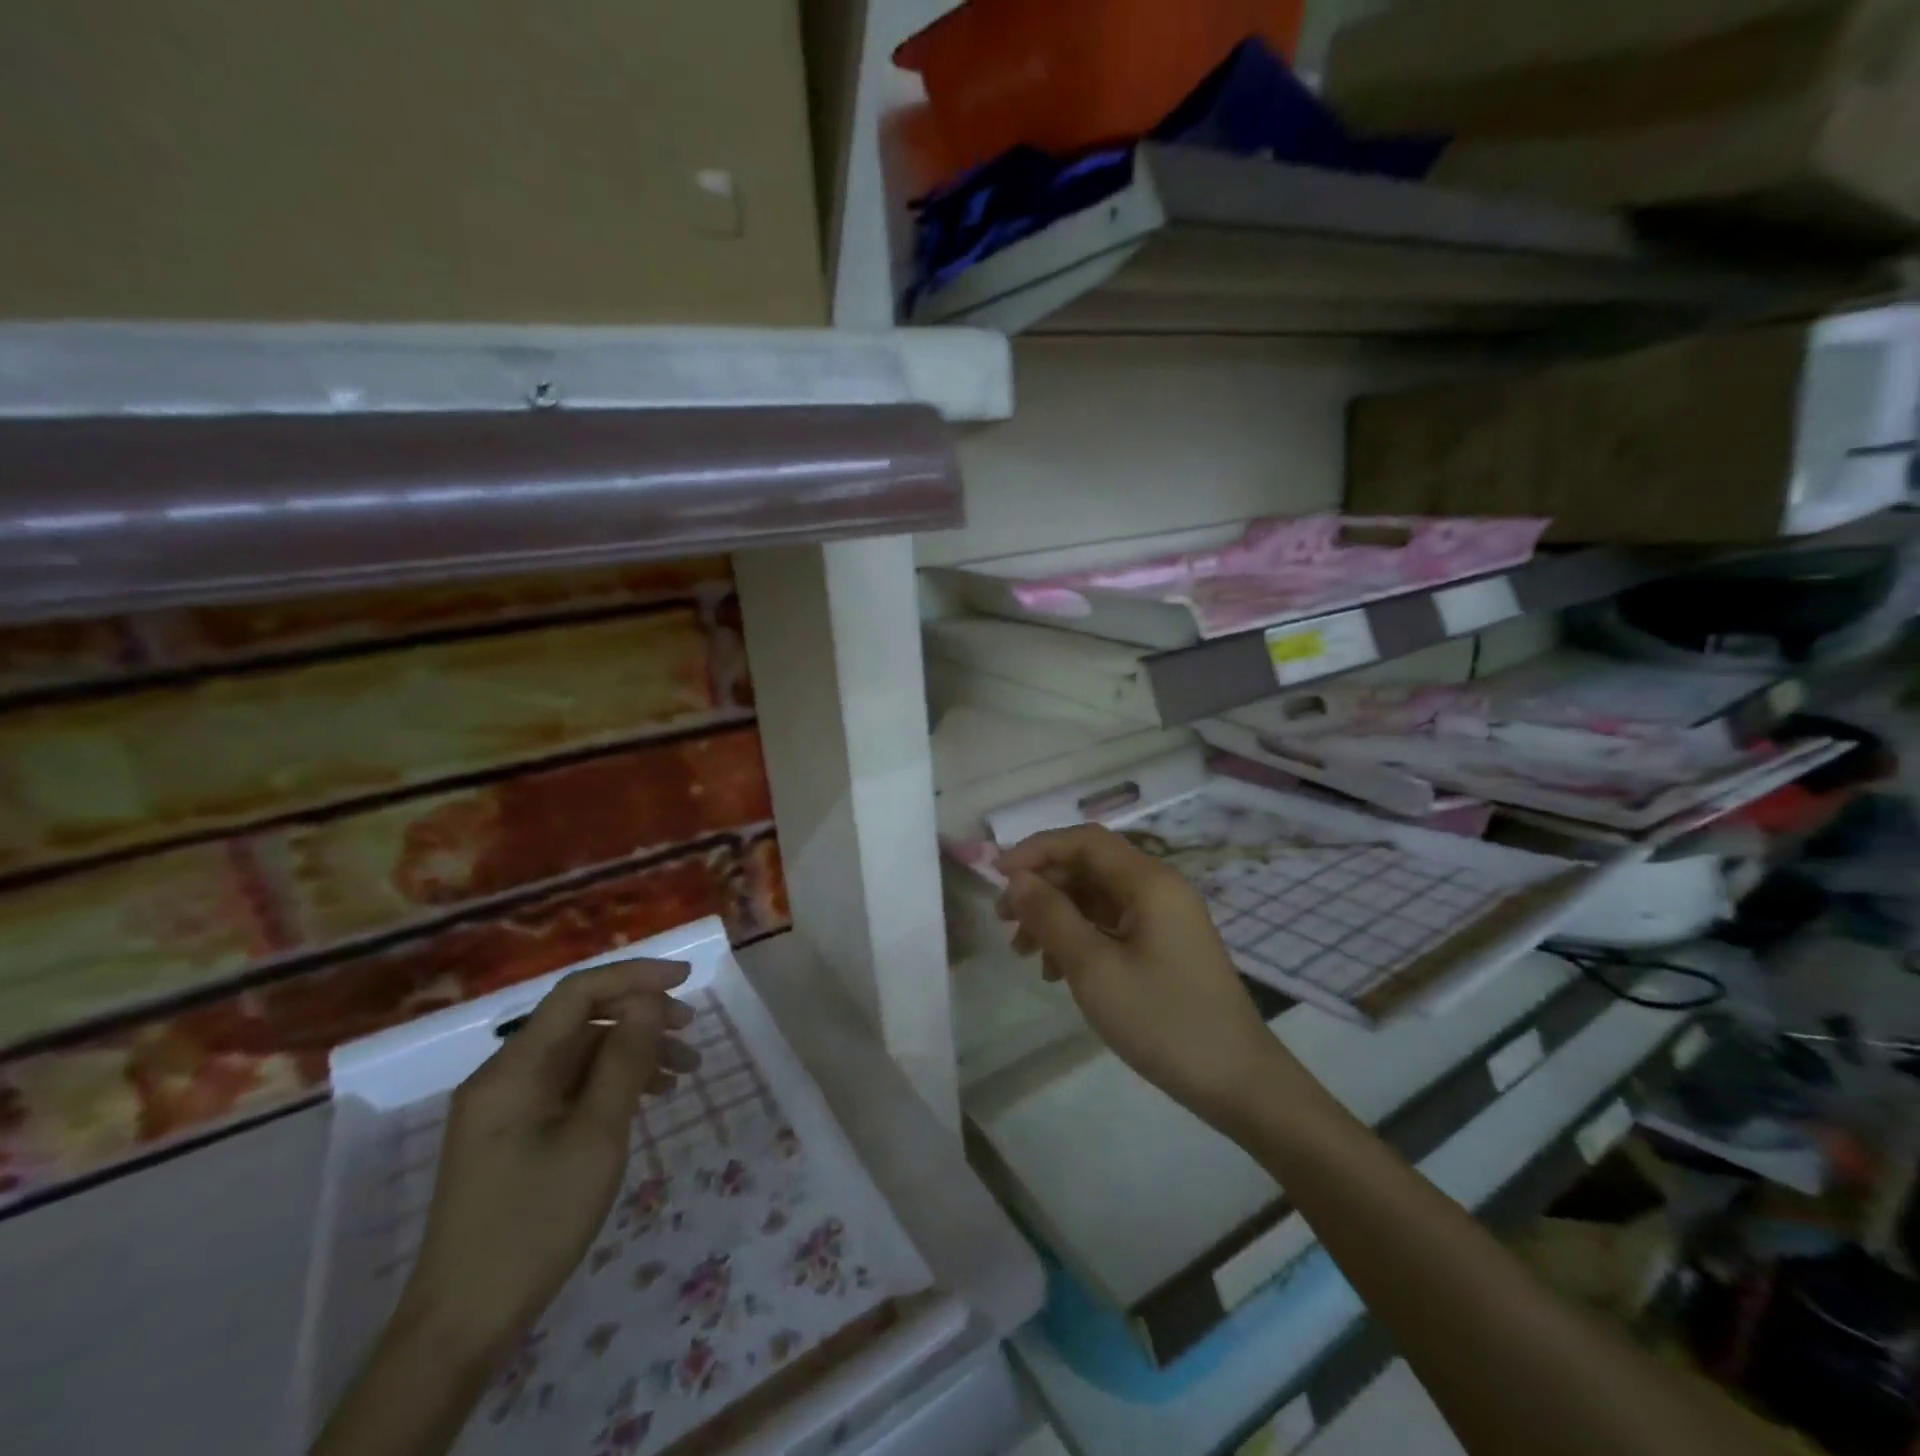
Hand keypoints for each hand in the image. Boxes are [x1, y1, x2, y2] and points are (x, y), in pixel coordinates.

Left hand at [394, 959, 700, 1363]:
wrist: (462, 1326)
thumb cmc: (535, 1223)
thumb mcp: (595, 1136)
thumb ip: (624, 1060)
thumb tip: (648, 1000)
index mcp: (514, 1069)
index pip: (577, 993)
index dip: (633, 975)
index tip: (685, 979)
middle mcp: (504, 1076)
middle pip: (580, 1022)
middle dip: (640, 1017)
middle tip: (692, 1031)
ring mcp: (505, 1107)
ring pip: (579, 1055)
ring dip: (632, 1053)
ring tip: (684, 1073)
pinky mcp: (513, 1135)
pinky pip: (569, 1088)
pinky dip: (611, 1083)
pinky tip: (647, 1099)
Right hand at [995, 825, 1295, 1128]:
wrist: (1238, 1082)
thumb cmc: (1163, 1020)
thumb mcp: (1095, 968)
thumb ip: (1051, 916)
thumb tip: (1017, 879)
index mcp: (1149, 882)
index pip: (1084, 841)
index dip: (1037, 850)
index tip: (997, 877)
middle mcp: (1159, 889)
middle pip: (1089, 867)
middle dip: (1042, 888)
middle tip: (1004, 922)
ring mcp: (1164, 919)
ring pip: (1096, 898)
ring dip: (1056, 916)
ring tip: (1025, 954)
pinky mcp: (1164, 947)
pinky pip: (1111, 925)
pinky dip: (1079, 939)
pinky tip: (1057, 972)